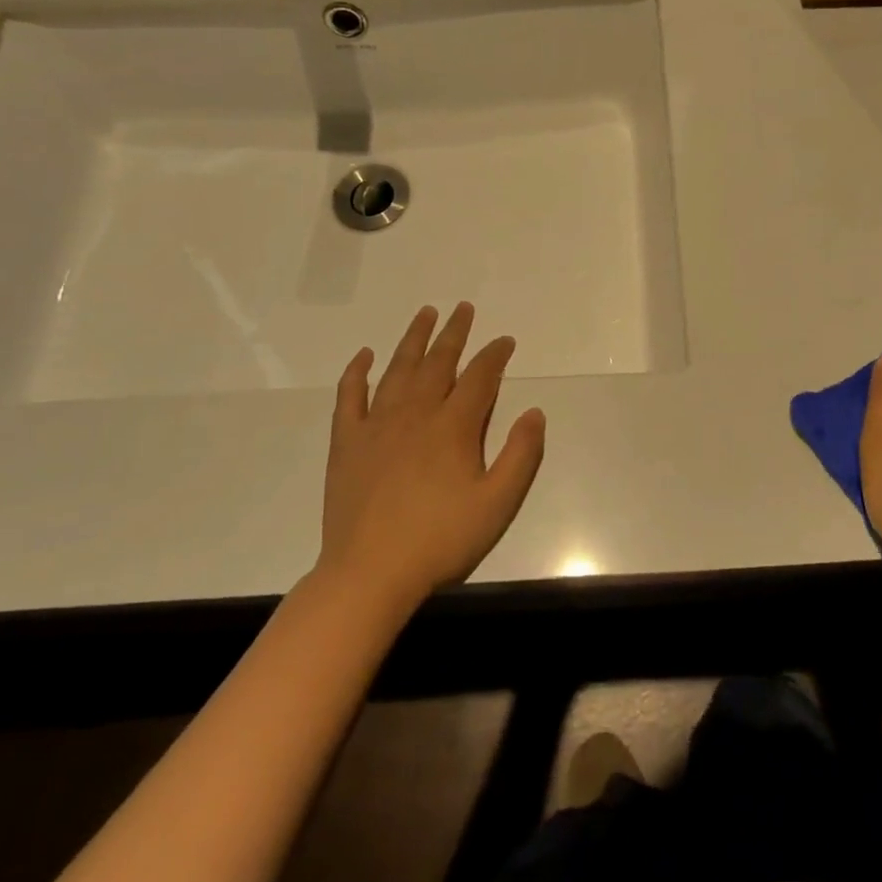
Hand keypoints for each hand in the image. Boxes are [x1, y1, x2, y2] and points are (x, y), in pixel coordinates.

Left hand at [321, 303, 545, 608]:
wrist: (370, 573)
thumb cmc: (441, 540)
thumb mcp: (498, 503)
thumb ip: (521, 455)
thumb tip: (534, 411)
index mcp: (453, 427)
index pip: (480, 378)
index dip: (495, 355)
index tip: (505, 340)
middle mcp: (416, 413)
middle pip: (439, 362)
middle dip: (455, 333)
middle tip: (464, 309)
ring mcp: (377, 424)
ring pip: (398, 369)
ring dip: (413, 339)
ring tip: (425, 313)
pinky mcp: (347, 442)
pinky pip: (350, 396)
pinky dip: (357, 372)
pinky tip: (364, 356)